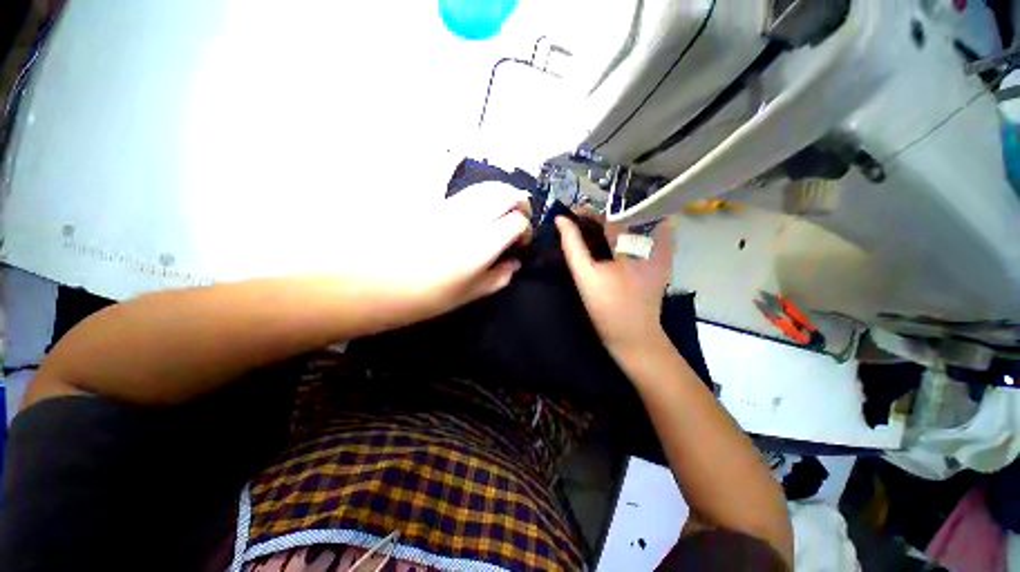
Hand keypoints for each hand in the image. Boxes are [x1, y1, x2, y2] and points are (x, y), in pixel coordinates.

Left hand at [340, 182, 532, 323]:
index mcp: (480, 244)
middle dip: (520, 203)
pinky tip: (479, 212)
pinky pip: (467, 191)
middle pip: (505, 193)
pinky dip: (482, 196)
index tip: (521, 244)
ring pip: (486, 186)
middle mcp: (468, 218)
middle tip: (520, 220)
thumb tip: (514, 263)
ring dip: (502, 195)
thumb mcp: (468, 294)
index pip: (516, 222)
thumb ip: (498, 277)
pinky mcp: (435, 203)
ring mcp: (450, 207)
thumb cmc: (423, 296)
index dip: (525, 231)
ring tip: (503, 213)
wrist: (374, 282)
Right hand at [556, 215, 673, 355]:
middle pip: (625, 217)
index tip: (573, 212)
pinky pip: (647, 235)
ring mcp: (662, 251)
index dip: (589, 212)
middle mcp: (651, 241)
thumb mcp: (585, 276)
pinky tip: (617, 239)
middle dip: (602, 216)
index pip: (609, 216)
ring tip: (596, 228)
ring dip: (615, 222)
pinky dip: (630, 231)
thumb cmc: (606, 307)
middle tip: (582, 221)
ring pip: (637, 223)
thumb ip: (572, 246)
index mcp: (631, 245)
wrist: (634, 336)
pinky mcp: (664, 261)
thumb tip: (561, 221)